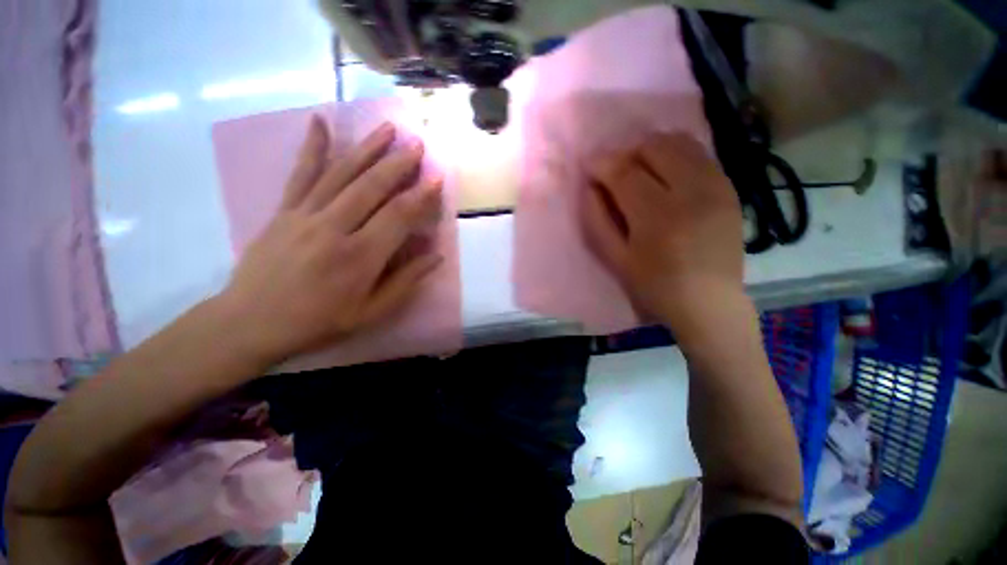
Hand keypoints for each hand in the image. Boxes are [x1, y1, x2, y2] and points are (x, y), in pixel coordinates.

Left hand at [218, 116, 443, 363]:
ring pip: (341, 174)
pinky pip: (301, 174)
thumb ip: (406, 281)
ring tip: (387, 129)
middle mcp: (334, 228)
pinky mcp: (284, 211)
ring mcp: (304, 215)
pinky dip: (312, 147)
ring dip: (367, 149)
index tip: (436, 180)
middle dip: (398, 164)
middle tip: (417, 144)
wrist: (251, 322)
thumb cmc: (319, 322)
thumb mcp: (371, 312)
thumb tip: (435, 256)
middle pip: (371, 187)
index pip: (398, 217)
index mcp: (360, 257)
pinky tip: (320, 122)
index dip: (420, 197)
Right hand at [580, 132, 743, 327]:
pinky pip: (700, 155)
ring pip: (680, 143)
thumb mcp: (616, 259)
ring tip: (641, 170)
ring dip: (653, 150)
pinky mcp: (730, 189)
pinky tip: (667, 175)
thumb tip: (590, 186)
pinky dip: (677, 155)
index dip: (603, 163)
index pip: (625, 172)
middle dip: (627, 153)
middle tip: (616, 172)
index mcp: (657, 217)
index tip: (590, 164)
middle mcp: (691, 192)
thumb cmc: (654, 286)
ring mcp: (716, 187)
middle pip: (654, 148)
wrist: (709, 302)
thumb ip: (598, 220)